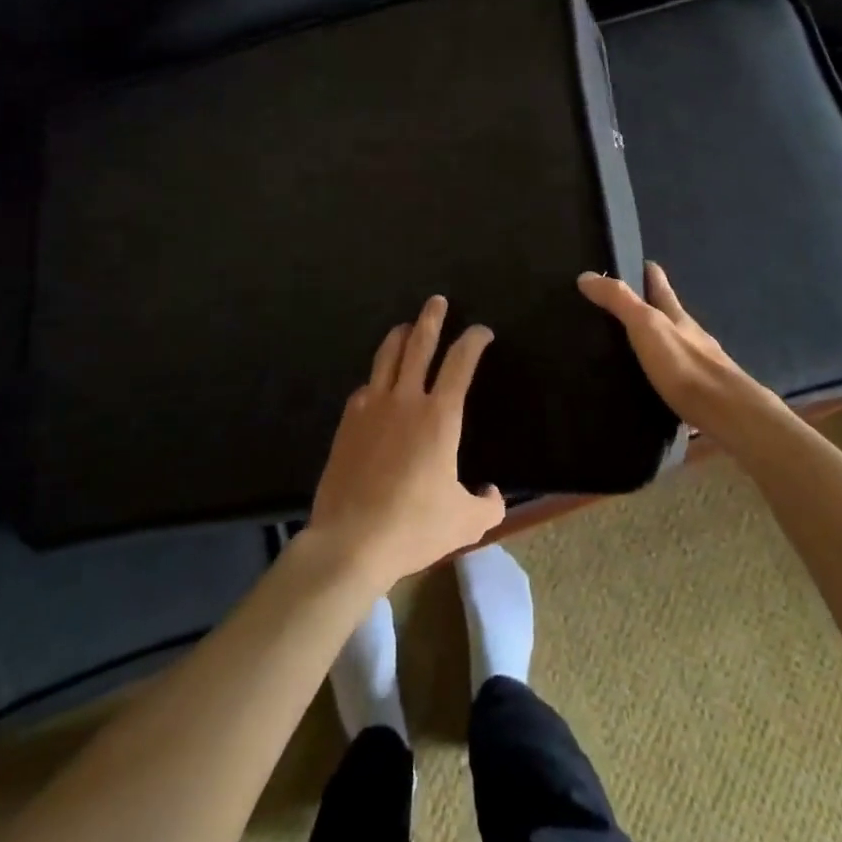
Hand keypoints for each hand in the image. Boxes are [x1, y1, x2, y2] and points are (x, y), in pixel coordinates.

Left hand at [307, 295, 505, 591]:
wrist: (351, 541)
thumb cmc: (414, 527)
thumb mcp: (465, 522)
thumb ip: (487, 504)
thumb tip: (493, 493)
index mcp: (440, 416)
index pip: (461, 362)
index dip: (474, 340)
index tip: (482, 331)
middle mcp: (406, 400)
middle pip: (419, 344)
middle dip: (431, 318)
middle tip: (437, 301)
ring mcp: (372, 408)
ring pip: (387, 356)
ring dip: (399, 336)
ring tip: (406, 327)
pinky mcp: (348, 423)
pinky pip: (365, 388)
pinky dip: (376, 378)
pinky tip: (377, 384)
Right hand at [578, 262, 789, 444]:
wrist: (728, 415)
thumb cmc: (685, 365)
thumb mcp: (647, 326)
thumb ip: (619, 301)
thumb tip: (586, 276)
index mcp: (676, 315)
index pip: (659, 284)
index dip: (647, 271)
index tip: (630, 263)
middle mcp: (690, 335)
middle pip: (668, 314)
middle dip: (648, 307)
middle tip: (617, 308)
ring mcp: (697, 365)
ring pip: (672, 346)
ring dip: (654, 343)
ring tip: (625, 348)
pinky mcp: (696, 395)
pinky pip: (673, 377)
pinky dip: (659, 375)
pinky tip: (645, 385)